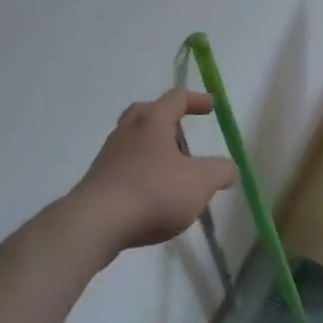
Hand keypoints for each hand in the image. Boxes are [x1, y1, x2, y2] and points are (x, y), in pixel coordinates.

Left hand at [69, 89, 237, 255]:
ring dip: (154, 148)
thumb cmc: (152, 193)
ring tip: (172, 170)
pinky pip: (124, 166)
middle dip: (167, 119)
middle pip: (147, 112)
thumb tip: (229, 168)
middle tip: (182, 133)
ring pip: (134, 140)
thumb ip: (220, 172)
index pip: (177, 97)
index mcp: (153, 120)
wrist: (93, 225)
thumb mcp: (200, 183)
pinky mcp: (97, 182)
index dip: (197, 100)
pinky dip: (141, 172)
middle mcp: (129, 130)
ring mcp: (109, 155)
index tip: (211, 107)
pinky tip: (152, 195)